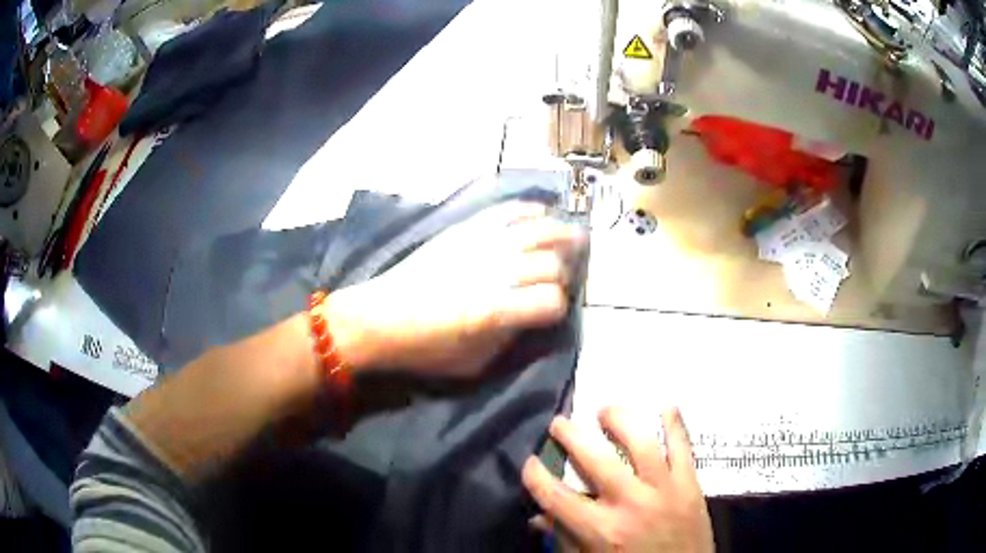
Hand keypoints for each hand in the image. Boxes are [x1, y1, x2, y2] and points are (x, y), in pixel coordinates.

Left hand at [325, 202, 586, 376]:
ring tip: (575, 237)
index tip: (551, 312)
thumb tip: (531, 316)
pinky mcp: (465, 229)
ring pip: (538, 230)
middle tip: (559, 280)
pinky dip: (530, 210)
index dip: (559, 308)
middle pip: (550, 264)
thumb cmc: (423, 348)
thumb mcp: (473, 363)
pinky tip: (542, 214)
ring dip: (563, 234)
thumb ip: (509, 339)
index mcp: (493, 312)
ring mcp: (480, 245)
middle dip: (562, 273)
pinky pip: (506, 211)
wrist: (378, 317)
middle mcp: (493, 273)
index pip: (551, 301)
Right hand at [523, 408, 713, 552]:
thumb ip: (565, 539)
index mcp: (601, 530)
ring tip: (606, 410)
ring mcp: (664, 490)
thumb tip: (538, 517)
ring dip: (621, 420)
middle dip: (572, 436)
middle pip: (596, 460)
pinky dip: (675, 424)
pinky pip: (684, 448)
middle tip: (560, 422)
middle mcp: (630, 504)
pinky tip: (666, 406)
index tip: (529, 461)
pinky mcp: (690, 485)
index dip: (536, 476)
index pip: (557, 497)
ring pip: (642, 443)